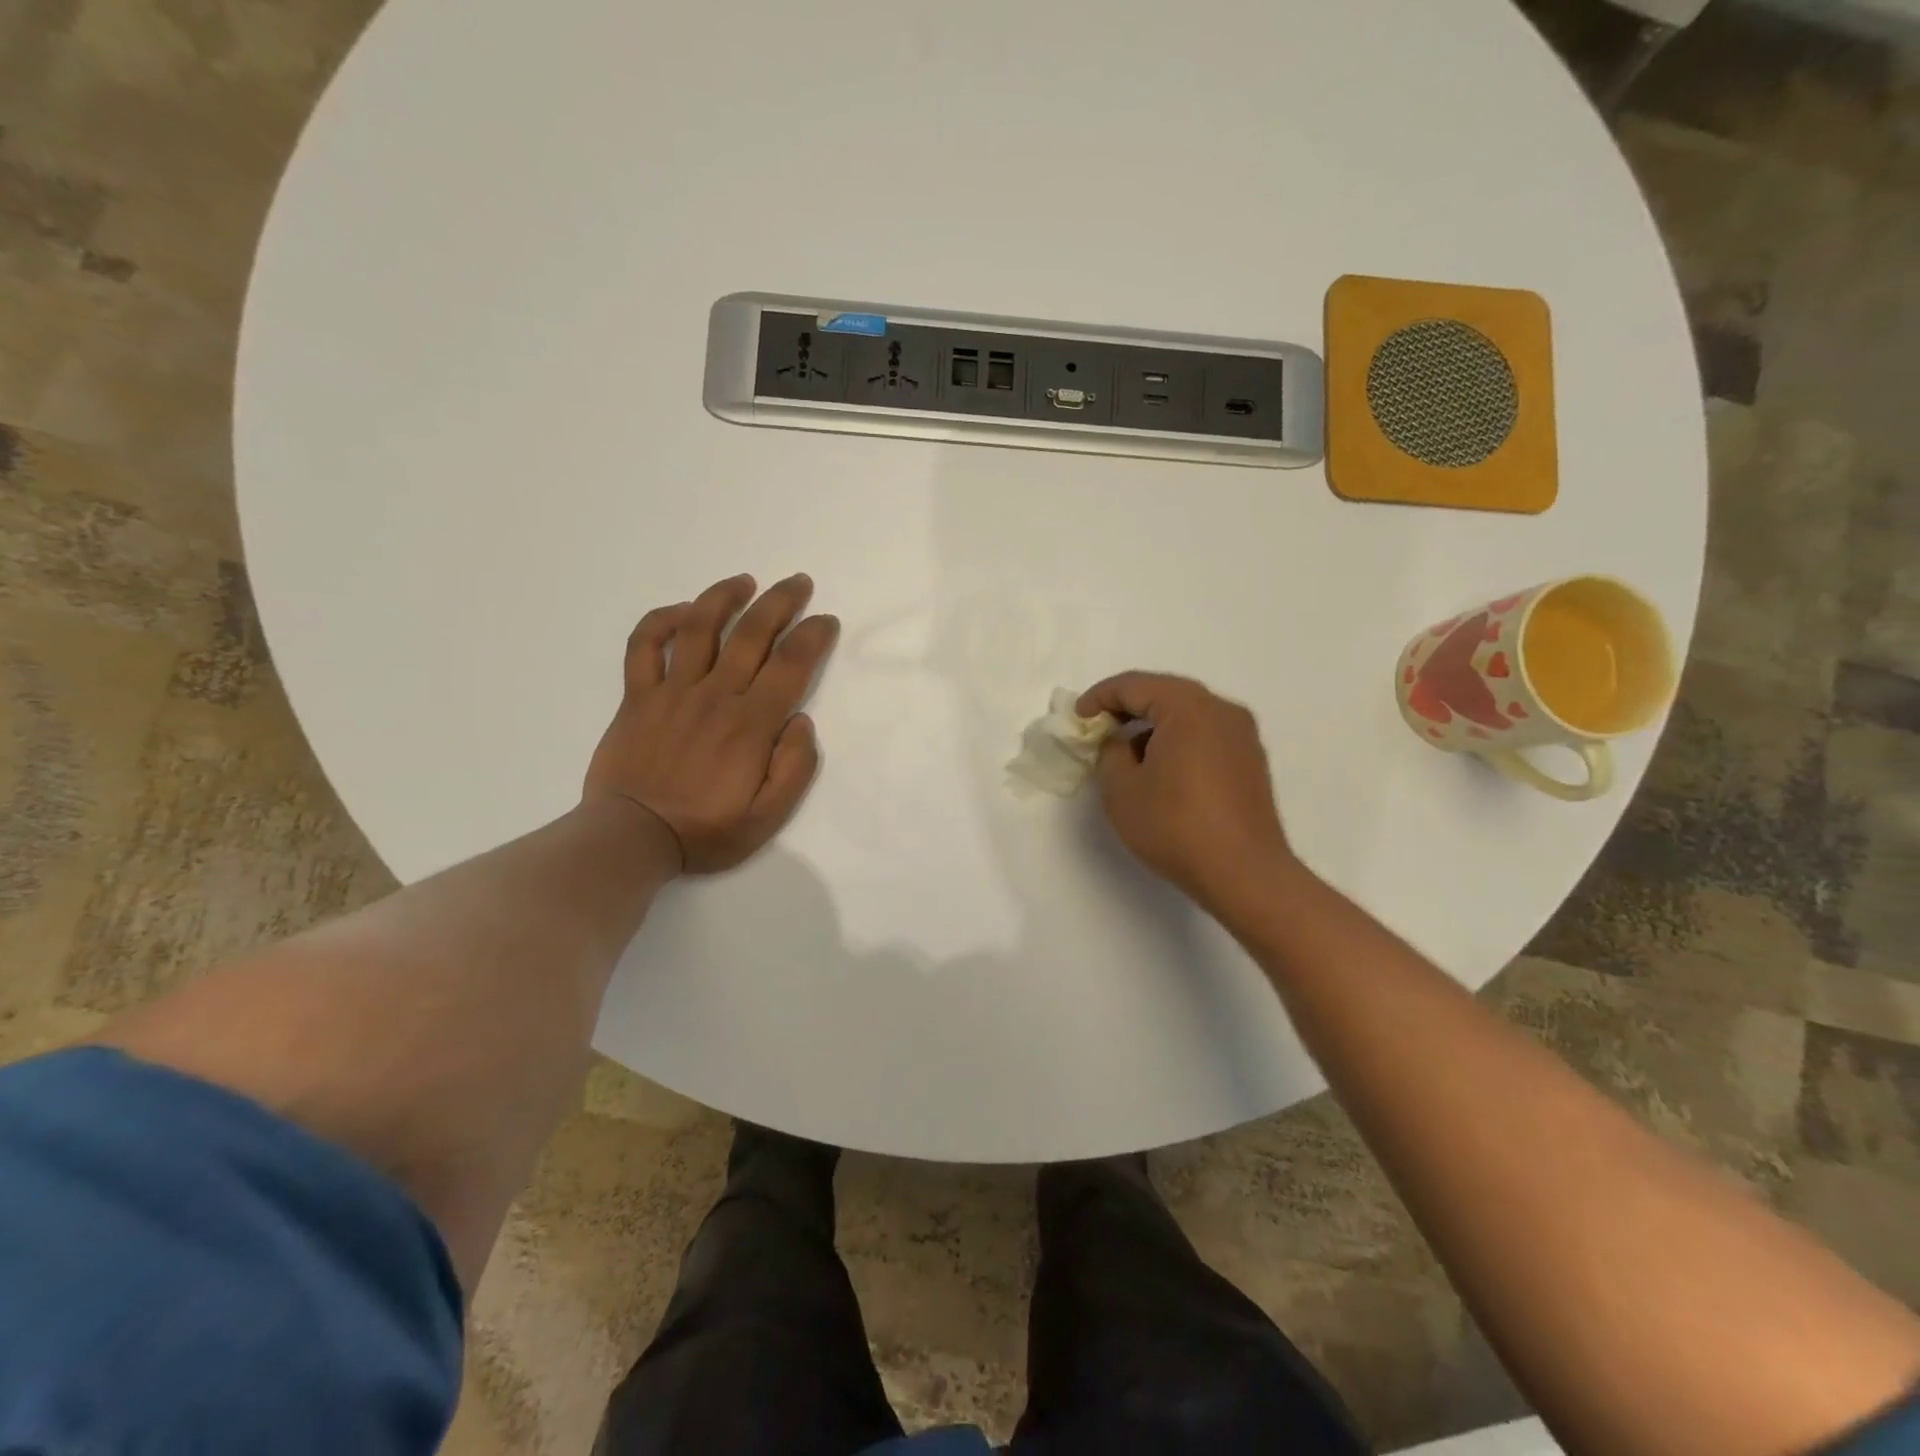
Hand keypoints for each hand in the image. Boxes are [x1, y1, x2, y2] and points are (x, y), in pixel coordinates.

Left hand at [585, 573, 838, 873]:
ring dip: (724, 597)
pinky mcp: (637, 696)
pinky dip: (660, 621)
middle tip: (799, 582)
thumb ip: (794, 768)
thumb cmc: (705, 831)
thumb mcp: (767, 818)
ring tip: (744, 582)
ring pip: (699, 628)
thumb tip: (801, 721)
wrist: (631, 839)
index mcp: (750, 724)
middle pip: (751, 634)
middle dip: (780, 602)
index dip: (813, 636)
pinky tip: (681, 612)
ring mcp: (672, 692)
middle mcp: (714, 695)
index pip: (790, 665)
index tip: (826, 621)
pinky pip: (644, 646)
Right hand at [1077, 673, 1293, 907]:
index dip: (1099, 697)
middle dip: (1127, 708)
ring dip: (1153, 725)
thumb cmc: (1175, 826)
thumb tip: (1119, 743)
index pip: (1134, 685)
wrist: (1244, 873)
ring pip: (1187, 714)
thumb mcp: (1122, 790)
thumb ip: (1110, 753)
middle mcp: (1221, 710)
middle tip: (1098, 728)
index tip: (1077, 717)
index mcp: (1188, 707)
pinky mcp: (1251, 760)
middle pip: (1164, 693)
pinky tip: (1161, 770)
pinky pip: (1205, 734)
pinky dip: (1178, 740)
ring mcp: (1242, 735)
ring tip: (1127, 753)